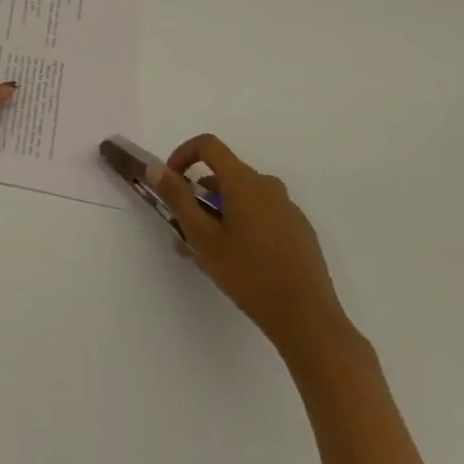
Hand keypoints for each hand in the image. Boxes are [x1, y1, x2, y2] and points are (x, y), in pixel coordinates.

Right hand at [153, 133, 356, 358]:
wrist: (306, 318)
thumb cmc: (248, 273)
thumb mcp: (203, 237)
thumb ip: (177, 198)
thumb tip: (156, 167)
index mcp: (244, 181)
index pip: (208, 145)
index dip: (183, 155)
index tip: (171, 183)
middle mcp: (268, 186)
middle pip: (224, 177)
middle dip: (198, 199)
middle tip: (183, 234)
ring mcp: (287, 208)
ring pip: (242, 200)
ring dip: (218, 217)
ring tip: (206, 256)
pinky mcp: (299, 231)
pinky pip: (262, 216)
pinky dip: (242, 227)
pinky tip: (238, 264)